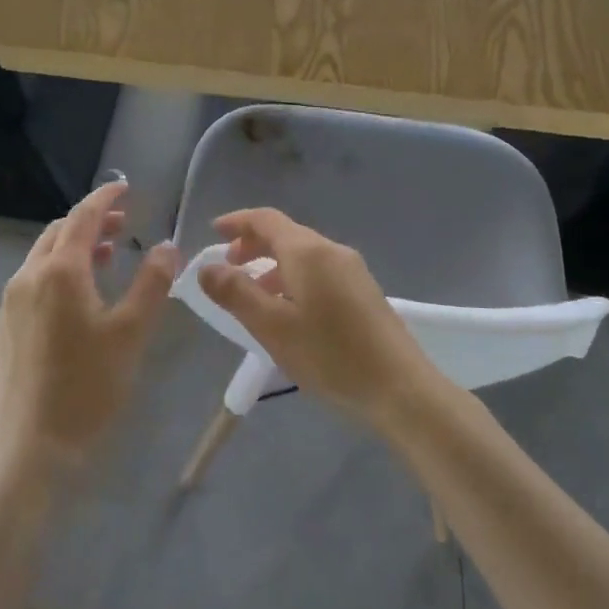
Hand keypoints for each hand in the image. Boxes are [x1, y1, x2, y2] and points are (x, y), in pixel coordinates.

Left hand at [0, 180, 180, 472]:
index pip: (83, 217)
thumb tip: (166, 246)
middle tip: (123, 225)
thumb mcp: (131, 332)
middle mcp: (27, 278)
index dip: (105, 197)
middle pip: (59, 233)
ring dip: (74, 248)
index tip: (125, 187)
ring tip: (106, 257)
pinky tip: (77, 298)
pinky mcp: (4, 328)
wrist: (34, 446)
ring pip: (42, 258)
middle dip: (90, 221)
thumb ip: (152, 282)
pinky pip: (32, 283)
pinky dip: (57, 272)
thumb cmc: (90, 386)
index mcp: (59, 272)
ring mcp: (10, 304)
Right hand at [196, 208, 441, 424]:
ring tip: (253, 296)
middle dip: (253, 245)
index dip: (237, 222)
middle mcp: (332, 251)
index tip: (213, 232)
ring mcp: (353, 270)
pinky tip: (289, 311)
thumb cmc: (330, 356)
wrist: (400, 388)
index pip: (266, 220)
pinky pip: (319, 271)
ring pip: (303, 255)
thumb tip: (207, 267)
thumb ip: (236, 293)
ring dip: (273, 265)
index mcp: (308, 252)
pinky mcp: (364, 292)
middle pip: (286, 234)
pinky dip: (293, 278)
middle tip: (228, 267)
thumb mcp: (273, 327)